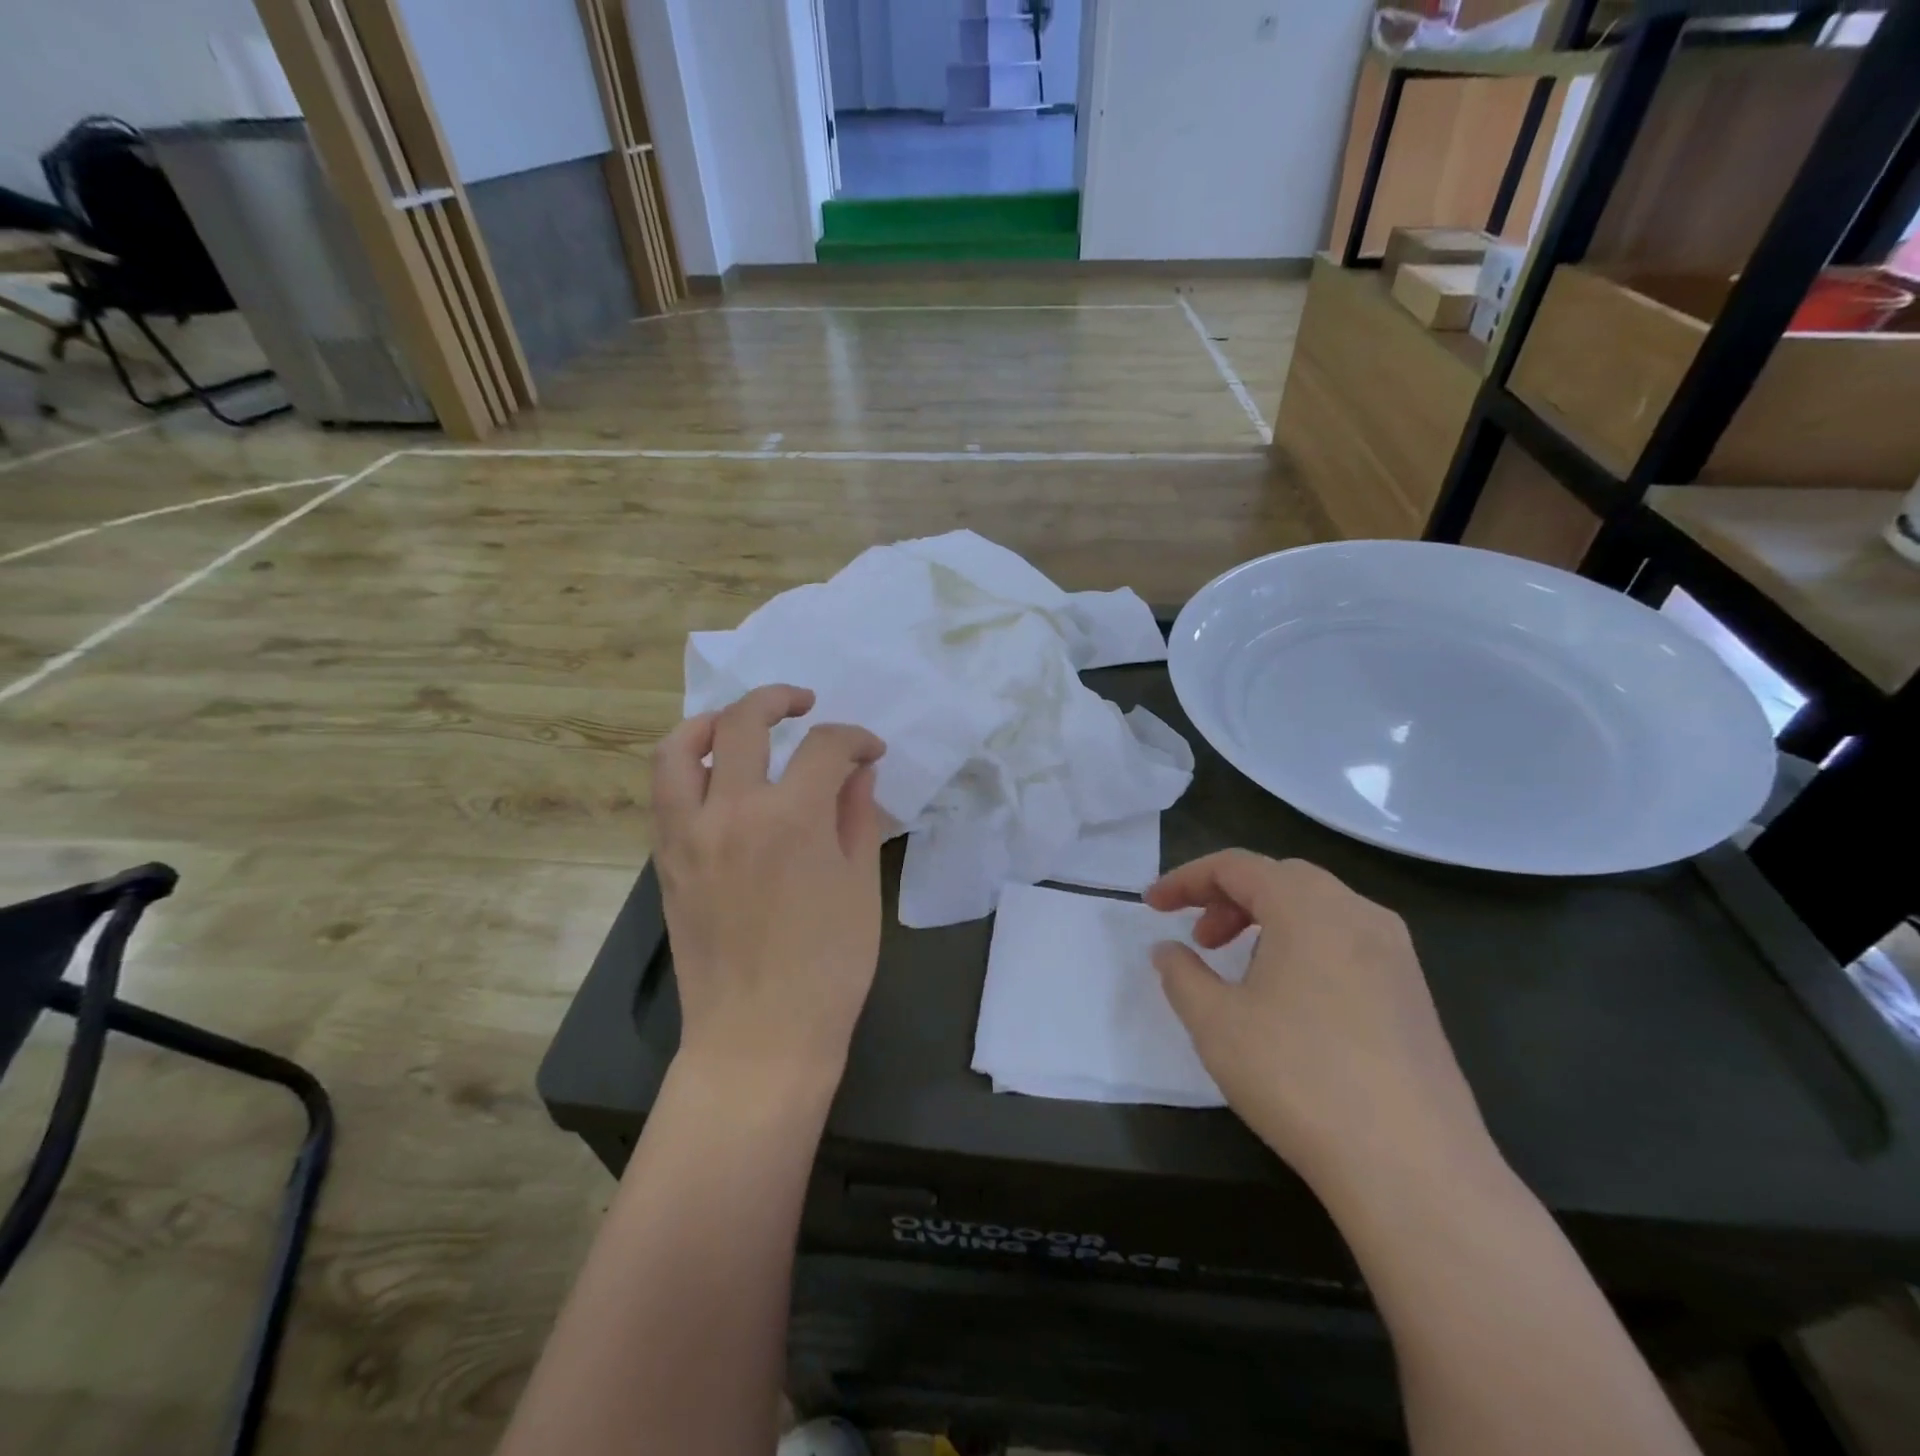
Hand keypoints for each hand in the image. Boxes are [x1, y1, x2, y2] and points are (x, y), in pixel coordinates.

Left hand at [652, 685, 886, 1087]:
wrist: (760, 1036)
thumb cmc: (828, 967)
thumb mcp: (860, 886)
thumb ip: (856, 815)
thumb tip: (857, 771)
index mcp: (791, 817)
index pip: (825, 747)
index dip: (856, 739)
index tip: (871, 753)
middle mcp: (731, 811)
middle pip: (744, 722)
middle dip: (780, 699)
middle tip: (806, 706)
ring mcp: (688, 834)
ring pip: (680, 748)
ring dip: (712, 721)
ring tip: (739, 723)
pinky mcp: (666, 860)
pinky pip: (666, 793)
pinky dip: (689, 766)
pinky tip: (719, 778)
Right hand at [1146, 852, 1493, 1193]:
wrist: (1413, 1168)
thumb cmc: (1298, 1078)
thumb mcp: (1216, 1023)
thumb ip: (1181, 974)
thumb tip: (1168, 950)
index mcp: (1308, 907)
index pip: (1236, 866)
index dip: (1186, 879)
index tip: (1152, 905)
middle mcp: (1358, 913)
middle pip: (1280, 878)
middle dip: (1228, 898)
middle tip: (1199, 939)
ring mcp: (1395, 953)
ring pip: (1317, 908)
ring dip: (1267, 921)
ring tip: (1239, 969)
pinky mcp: (1414, 993)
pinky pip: (1346, 941)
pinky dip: (1304, 946)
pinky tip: (1290, 998)